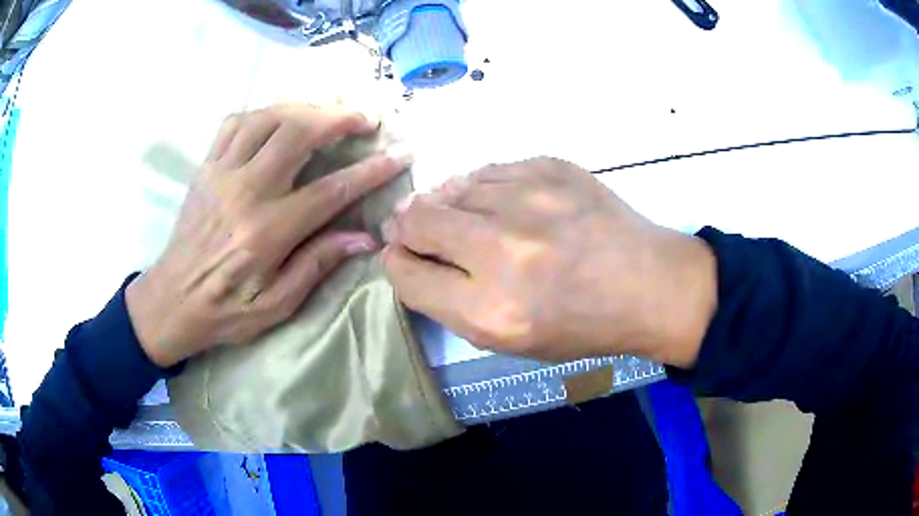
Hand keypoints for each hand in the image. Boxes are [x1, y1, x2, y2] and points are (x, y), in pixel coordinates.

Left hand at [126, 104, 410, 366]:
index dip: (371, 170)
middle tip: (363, 120)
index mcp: (267, 232)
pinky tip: (276, 121)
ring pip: (267, 117)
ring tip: (325, 115)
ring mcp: (221, 173)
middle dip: (338, 118)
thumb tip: (364, 238)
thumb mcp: (276, 305)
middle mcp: (245, 192)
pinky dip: (262, 113)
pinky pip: (234, 122)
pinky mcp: (205, 167)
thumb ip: (316, 265)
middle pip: (298, 132)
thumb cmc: (225, 310)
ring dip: (304, 108)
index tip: (399, 154)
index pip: (330, 190)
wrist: (171, 301)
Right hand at [381, 157, 715, 366]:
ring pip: (449, 188)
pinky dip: (483, 189)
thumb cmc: (579, 324)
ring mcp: (528, 199)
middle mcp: (502, 250)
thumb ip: (448, 300)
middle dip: (409, 227)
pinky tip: (503, 205)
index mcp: (490, 310)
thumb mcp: (508, 339)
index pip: (405, 273)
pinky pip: (488, 172)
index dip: (396, 262)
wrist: (648, 284)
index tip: (403, 256)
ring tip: (475, 222)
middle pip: (416, 219)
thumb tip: (408, 252)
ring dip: (449, 205)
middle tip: (422, 230)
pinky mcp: (549, 167)